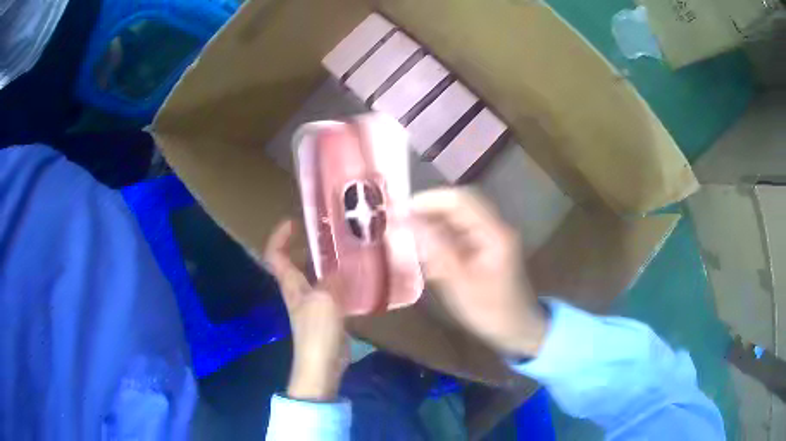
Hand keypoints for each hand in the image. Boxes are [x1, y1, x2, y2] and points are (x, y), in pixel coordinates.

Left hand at [264, 220, 348, 400]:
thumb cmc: (317, 331)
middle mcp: (298, 290)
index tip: (294, 221)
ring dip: (326, 262)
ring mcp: (312, 303)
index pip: (275, 255)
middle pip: (296, 262)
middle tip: (330, 232)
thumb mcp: (325, 300)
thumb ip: (333, 280)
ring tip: (347, 250)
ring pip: (315, 275)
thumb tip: (341, 267)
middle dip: (307, 245)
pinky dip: (340, 280)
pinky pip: (331, 290)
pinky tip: (357, 277)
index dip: (280, 236)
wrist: (321, 365)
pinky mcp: (327, 315)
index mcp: (291, 284)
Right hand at [411, 187, 547, 357]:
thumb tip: (412, 225)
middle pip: (459, 204)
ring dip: (432, 223)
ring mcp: (489, 236)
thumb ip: (438, 253)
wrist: (516, 326)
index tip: (403, 210)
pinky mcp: (483, 246)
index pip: (461, 201)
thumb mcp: (462, 285)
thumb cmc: (491, 311)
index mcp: (494, 234)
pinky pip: (458, 232)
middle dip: (429, 210)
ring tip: (407, 235)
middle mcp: (493, 227)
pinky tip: (424, 250)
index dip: (431, 200)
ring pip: (456, 217)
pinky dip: (439, 237)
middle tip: (401, 221)